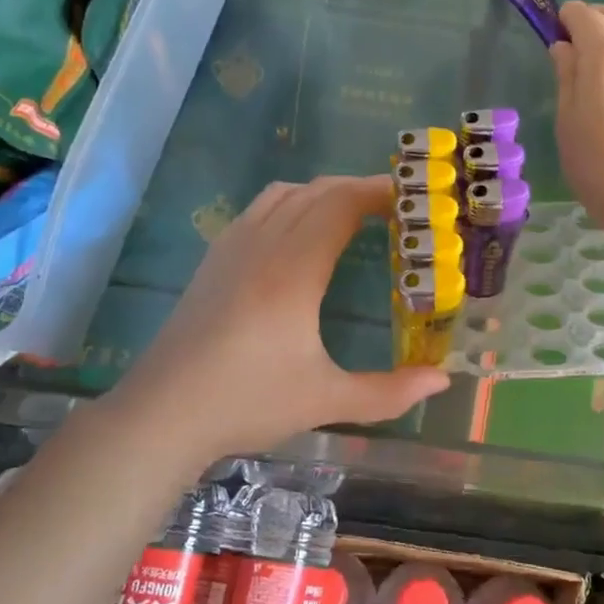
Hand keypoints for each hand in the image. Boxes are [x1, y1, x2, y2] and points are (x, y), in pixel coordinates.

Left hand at [106, 176, 449, 460]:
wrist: (161, 414)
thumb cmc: (246, 403)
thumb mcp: (326, 401)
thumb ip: (389, 392)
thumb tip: (442, 380)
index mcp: (293, 271)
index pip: (340, 205)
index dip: (378, 192)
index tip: (411, 198)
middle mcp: (262, 246)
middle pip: (315, 192)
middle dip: (358, 189)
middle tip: (395, 208)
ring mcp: (231, 249)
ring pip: (283, 194)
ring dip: (322, 193)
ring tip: (352, 215)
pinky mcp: (213, 261)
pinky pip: (258, 210)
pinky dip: (291, 204)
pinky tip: (299, 235)